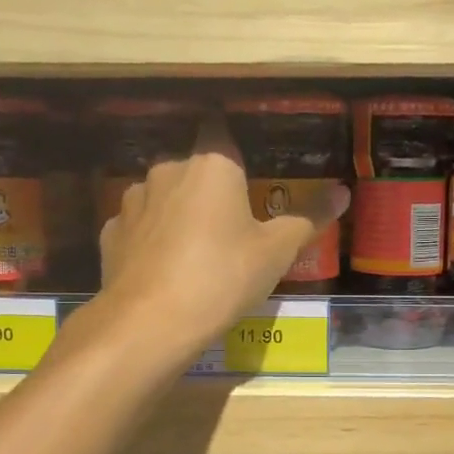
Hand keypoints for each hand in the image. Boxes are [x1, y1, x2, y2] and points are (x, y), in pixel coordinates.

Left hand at [98, 114, 348, 354]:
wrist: (152, 322)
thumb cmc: (224, 276)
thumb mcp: (276, 252)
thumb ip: (308, 218)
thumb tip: (342, 193)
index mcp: (212, 165)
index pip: (222, 132)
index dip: (235, 151)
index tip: (248, 171)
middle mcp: (168, 170)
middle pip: (193, 168)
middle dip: (209, 189)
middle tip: (230, 224)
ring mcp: (133, 201)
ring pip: (162, 196)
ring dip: (177, 212)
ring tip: (195, 249)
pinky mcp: (111, 233)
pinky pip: (139, 227)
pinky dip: (151, 239)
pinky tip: (163, 267)